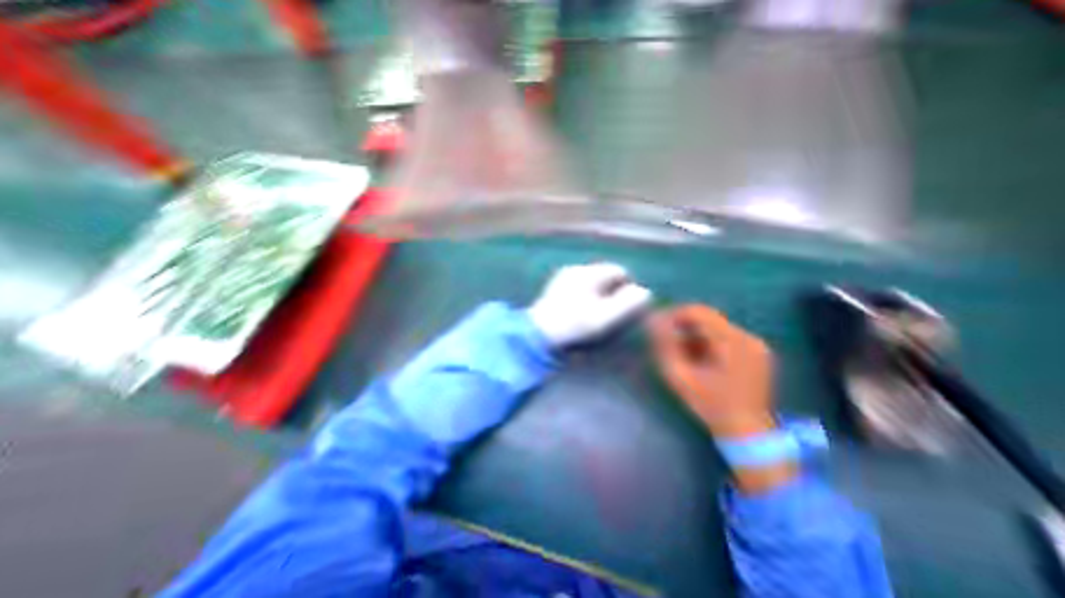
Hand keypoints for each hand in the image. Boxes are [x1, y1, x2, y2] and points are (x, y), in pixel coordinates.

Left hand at [527, 261, 654, 350]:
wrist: (539, 333)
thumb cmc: (574, 324)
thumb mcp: (605, 316)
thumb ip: (628, 303)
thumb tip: (645, 292)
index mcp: (589, 273)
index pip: (618, 270)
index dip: (628, 286)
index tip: (629, 304)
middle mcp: (576, 269)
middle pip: (604, 274)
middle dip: (614, 290)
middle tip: (614, 310)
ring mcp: (563, 277)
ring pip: (591, 280)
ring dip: (599, 293)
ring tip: (599, 312)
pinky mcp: (555, 287)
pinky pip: (578, 286)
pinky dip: (586, 295)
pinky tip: (582, 310)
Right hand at [644, 303, 779, 437]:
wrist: (747, 432)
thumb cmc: (710, 405)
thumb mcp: (680, 376)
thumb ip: (665, 345)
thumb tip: (653, 320)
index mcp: (731, 342)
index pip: (698, 311)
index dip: (674, 315)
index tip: (659, 328)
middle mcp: (747, 337)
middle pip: (707, 318)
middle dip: (684, 327)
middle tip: (668, 343)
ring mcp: (755, 344)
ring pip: (715, 327)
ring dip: (695, 335)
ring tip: (683, 355)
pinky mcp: (757, 352)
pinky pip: (726, 336)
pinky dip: (708, 342)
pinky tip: (700, 359)